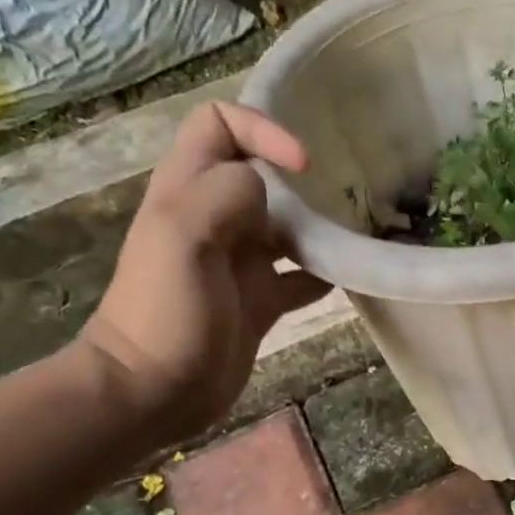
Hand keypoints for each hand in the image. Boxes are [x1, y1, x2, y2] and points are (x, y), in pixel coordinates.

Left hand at [77, 102, 330, 443]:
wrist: (153, 390)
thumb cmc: (164, 309)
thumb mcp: (184, 234)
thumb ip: (227, 192)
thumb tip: (273, 186)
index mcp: (189, 189)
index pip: (220, 125)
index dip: (262, 129)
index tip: (303, 164)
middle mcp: (216, 217)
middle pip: (264, 174)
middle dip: (304, 177)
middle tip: (350, 191)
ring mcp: (240, 262)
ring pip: (288, 225)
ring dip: (322, 225)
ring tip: (360, 229)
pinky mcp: (260, 301)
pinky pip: (301, 276)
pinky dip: (327, 272)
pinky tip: (352, 275)